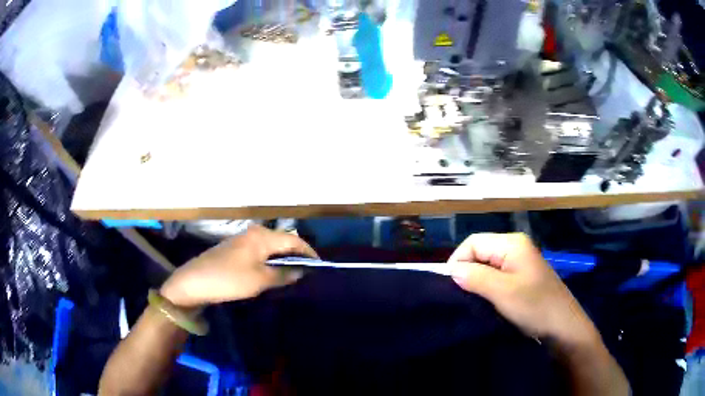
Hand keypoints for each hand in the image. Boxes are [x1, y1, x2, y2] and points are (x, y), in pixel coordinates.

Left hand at [160, 225, 317, 307]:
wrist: (194, 282)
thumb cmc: (229, 279)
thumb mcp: (259, 280)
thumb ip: (283, 275)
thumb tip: (300, 271)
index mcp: (262, 236)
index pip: (293, 240)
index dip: (308, 252)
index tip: (320, 266)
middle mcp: (254, 233)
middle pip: (283, 241)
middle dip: (297, 256)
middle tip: (309, 272)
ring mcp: (243, 240)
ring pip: (271, 247)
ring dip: (283, 259)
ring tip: (294, 274)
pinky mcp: (235, 249)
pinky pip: (260, 252)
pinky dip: (271, 261)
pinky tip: (273, 273)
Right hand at [449, 233, 598, 345]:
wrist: (561, 326)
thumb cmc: (534, 305)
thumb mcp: (502, 291)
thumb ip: (475, 277)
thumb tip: (452, 270)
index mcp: (512, 243)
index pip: (473, 242)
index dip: (459, 260)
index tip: (451, 285)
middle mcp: (515, 247)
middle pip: (480, 251)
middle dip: (467, 271)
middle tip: (461, 295)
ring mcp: (519, 262)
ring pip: (487, 265)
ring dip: (476, 280)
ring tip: (471, 299)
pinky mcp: (521, 277)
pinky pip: (496, 275)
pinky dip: (487, 286)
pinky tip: (485, 300)